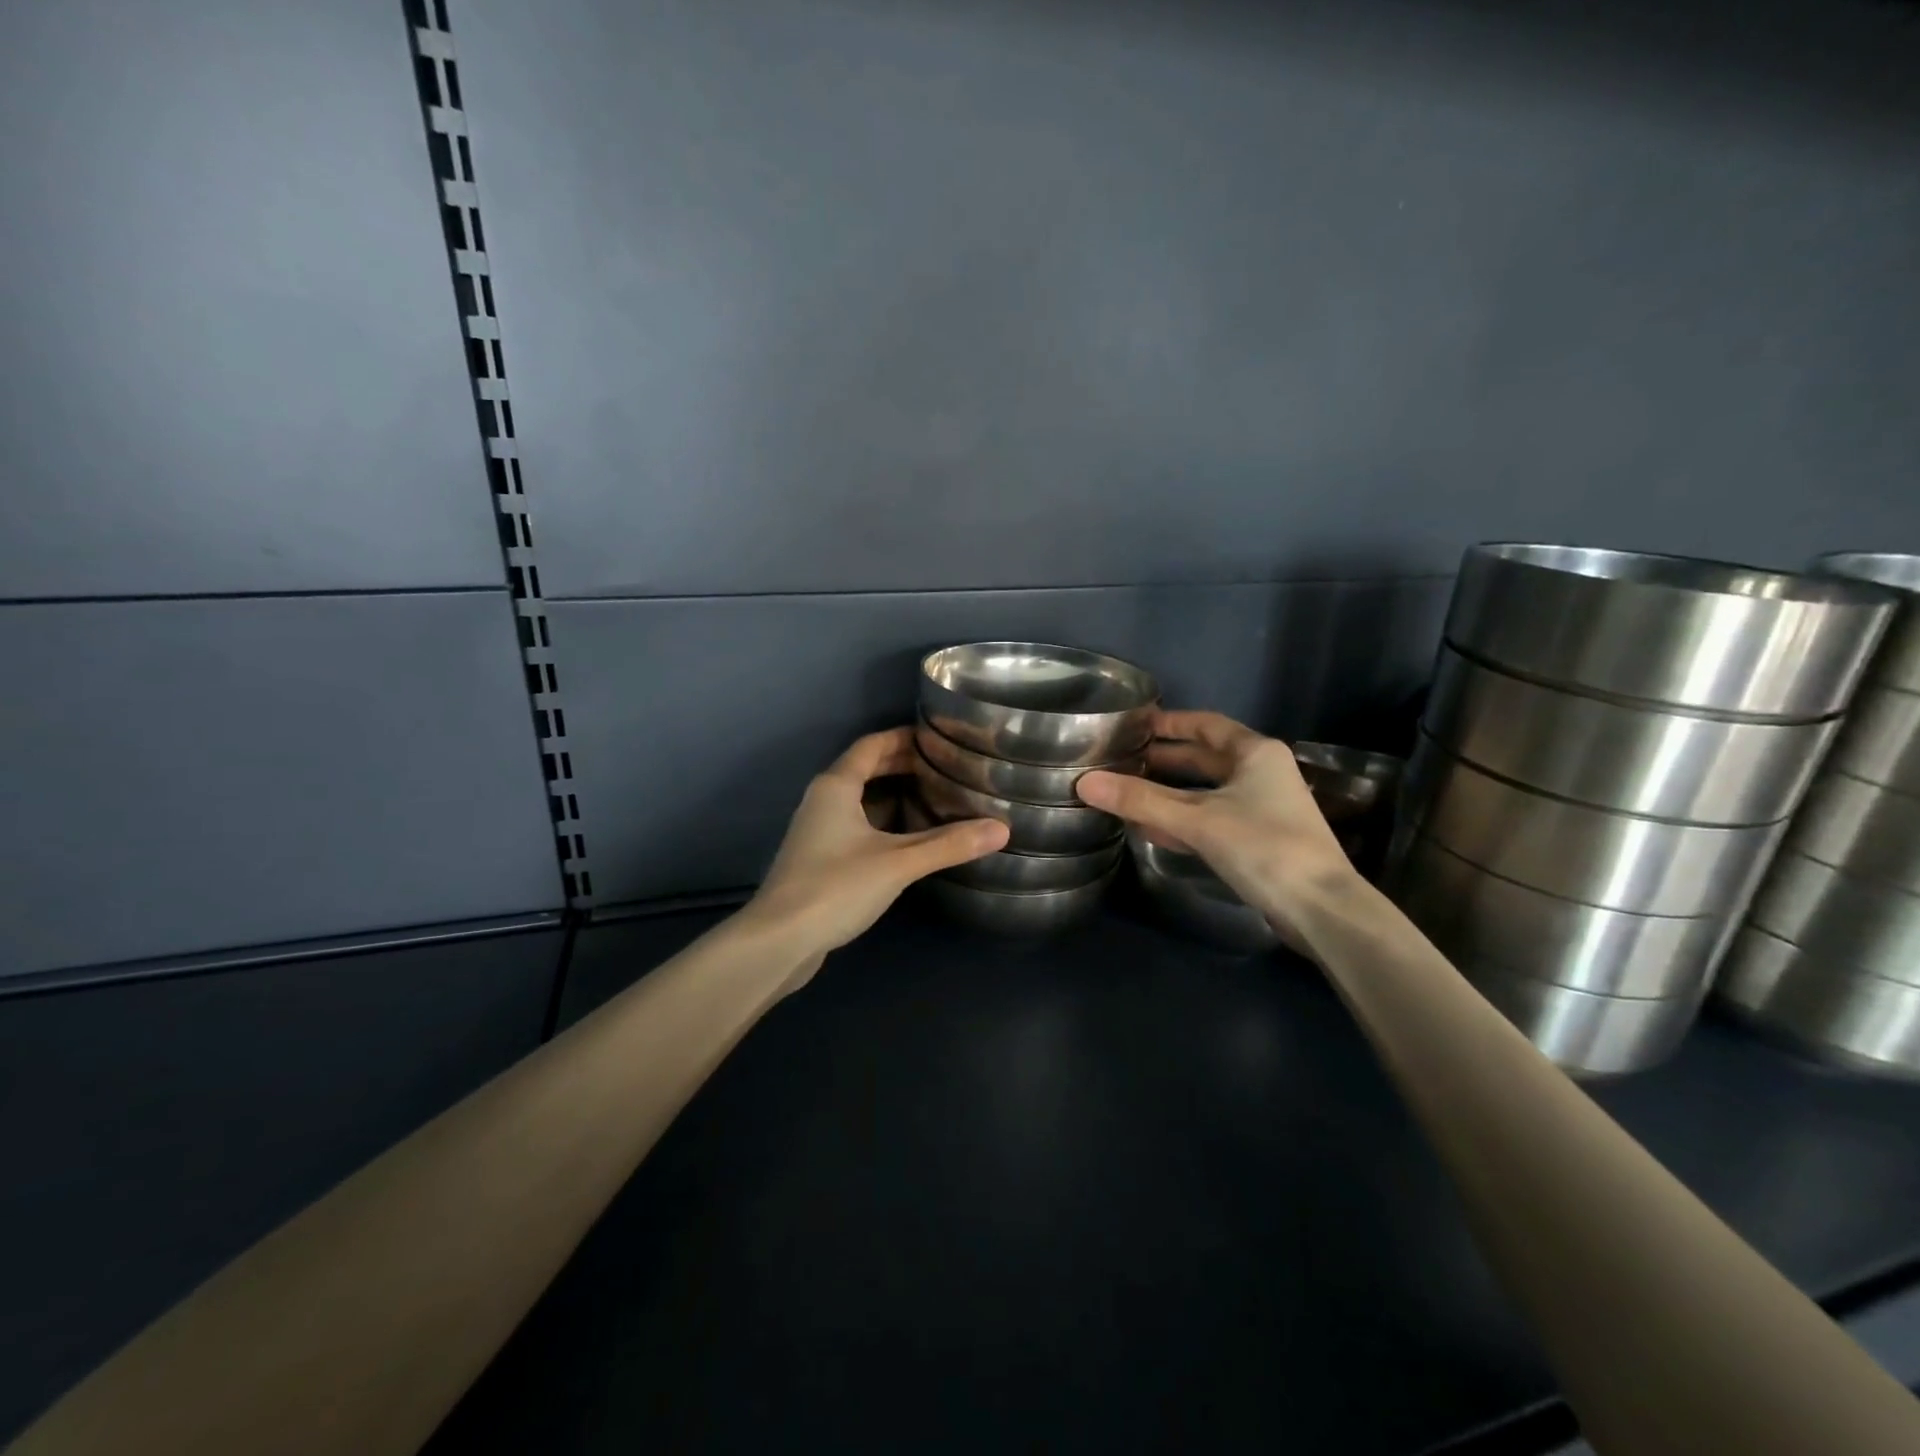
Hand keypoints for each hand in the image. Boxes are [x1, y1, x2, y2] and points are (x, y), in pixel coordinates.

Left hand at [742, 727, 1009, 976]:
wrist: (779, 940)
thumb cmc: (835, 887)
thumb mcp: (898, 863)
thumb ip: (948, 844)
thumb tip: (1001, 828)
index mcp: (836, 786)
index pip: (872, 745)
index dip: (904, 737)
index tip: (938, 738)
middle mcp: (823, 800)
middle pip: (865, 769)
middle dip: (903, 765)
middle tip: (945, 768)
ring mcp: (818, 830)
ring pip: (860, 800)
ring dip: (894, 795)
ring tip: (935, 798)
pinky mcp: (820, 858)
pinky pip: (856, 825)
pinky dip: (883, 822)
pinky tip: (908, 839)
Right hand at [1075, 709, 1361, 942]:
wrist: (1321, 909)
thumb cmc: (1263, 847)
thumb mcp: (1197, 820)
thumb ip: (1141, 800)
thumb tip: (1084, 782)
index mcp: (1254, 753)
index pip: (1204, 725)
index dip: (1169, 723)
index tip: (1133, 725)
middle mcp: (1260, 773)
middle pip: (1203, 758)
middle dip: (1162, 760)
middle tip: (1120, 760)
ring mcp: (1261, 808)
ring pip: (1205, 792)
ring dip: (1168, 793)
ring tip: (1125, 792)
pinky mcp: (1257, 839)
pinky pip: (1210, 819)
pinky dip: (1182, 820)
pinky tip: (1150, 828)